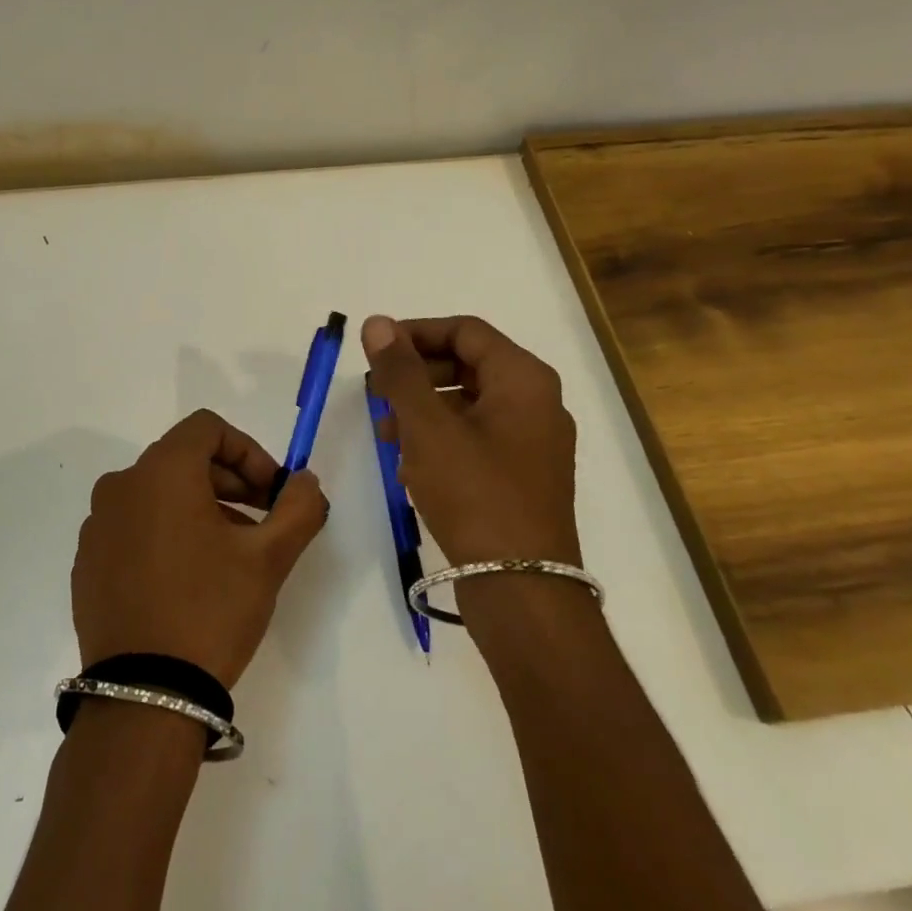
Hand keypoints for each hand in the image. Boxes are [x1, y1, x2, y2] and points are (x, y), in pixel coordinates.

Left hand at [73, 410, 328, 687]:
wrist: (144, 696)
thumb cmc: (211, 610)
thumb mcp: (269, 558)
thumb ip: (298, 507)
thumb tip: (305, 480)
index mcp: (161, 471)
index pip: (208, 428)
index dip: (249, 451)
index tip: (272, 493)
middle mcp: (121, 486)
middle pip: (183, 459)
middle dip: (229, 481)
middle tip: (261, 522)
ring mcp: (97, 525)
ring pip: (158, 494)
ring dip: (200, 508)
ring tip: (229, 555)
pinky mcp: (86, 561)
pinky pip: (133, 527)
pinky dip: (165, 534)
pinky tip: (187, 580)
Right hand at [362, 314, 579, 568]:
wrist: (521, 588)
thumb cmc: (474, 494)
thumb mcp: (427, 427)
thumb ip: (400, 371)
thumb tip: (378, 322)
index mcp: (524, 379)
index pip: (465, 331)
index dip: (416, 332)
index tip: (376, 349)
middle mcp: (536, 402)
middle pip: (468, 364)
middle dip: (417, 373)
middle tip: (374, 389)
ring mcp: (533, 441)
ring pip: (469, 402)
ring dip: (424, 407)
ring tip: (385, 430)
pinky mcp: (523, 475)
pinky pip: (477, 436)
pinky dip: (441, 436)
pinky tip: (409, 461)